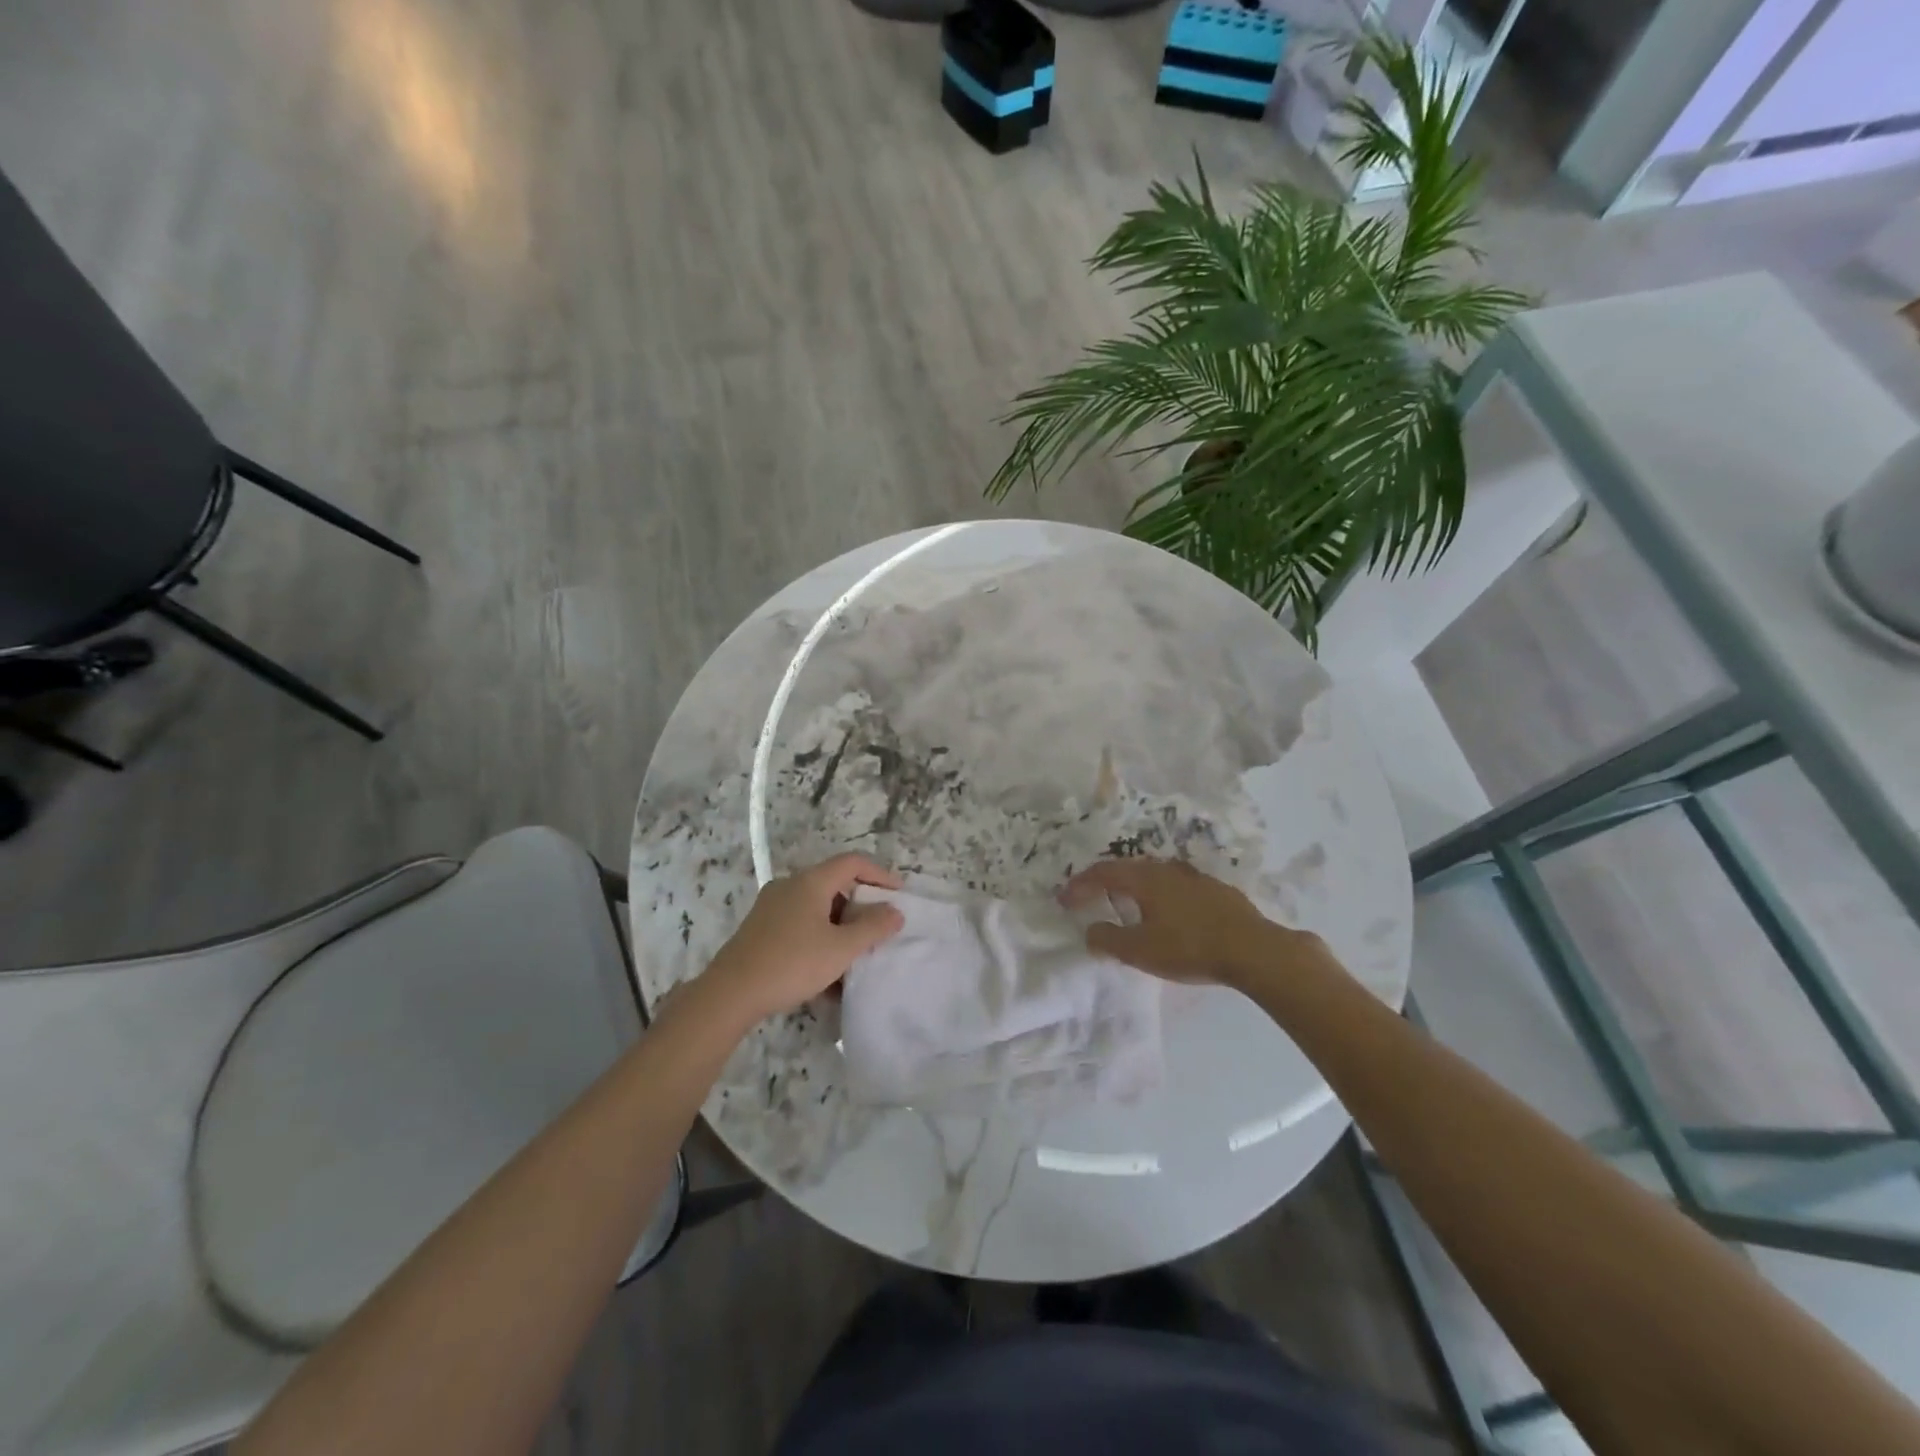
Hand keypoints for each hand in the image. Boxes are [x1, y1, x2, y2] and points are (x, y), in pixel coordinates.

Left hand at [704, 854, 903, 1022]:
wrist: (730, 994)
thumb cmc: (791, 964)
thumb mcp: (840, 949)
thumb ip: (872, 928)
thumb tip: (895, 911)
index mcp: (810, 882)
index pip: (853, 862)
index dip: (880, 874)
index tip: (899, 894)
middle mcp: (789, 885)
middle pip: (834, 884)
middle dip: (860, 905)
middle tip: (878, 928)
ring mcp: (771, 906)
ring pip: (817, 907)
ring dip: (840, 927)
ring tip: (854, 955)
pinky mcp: (761, 928)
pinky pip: (800, 924)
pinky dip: (819, 938)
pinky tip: (826, 971)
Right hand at [1062, 857, 1305, 987]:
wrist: (1254, 950)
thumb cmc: (1190, 948)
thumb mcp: (1140, 951)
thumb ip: (1108, 940)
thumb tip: (1090, 931)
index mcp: (1144, 879)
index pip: (1102, 873)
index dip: (1079, 885)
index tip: (1064, 899)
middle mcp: (1166, 869)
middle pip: (1127, 870)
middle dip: (1104, 884)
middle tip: (1090, 900)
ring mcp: (1194, 877)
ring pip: (1153, 877)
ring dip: (1133, 889)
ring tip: (1125, 908)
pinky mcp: (1215, 890)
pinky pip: (1175, 887)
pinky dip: (1158, 897)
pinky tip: (1166, 915)